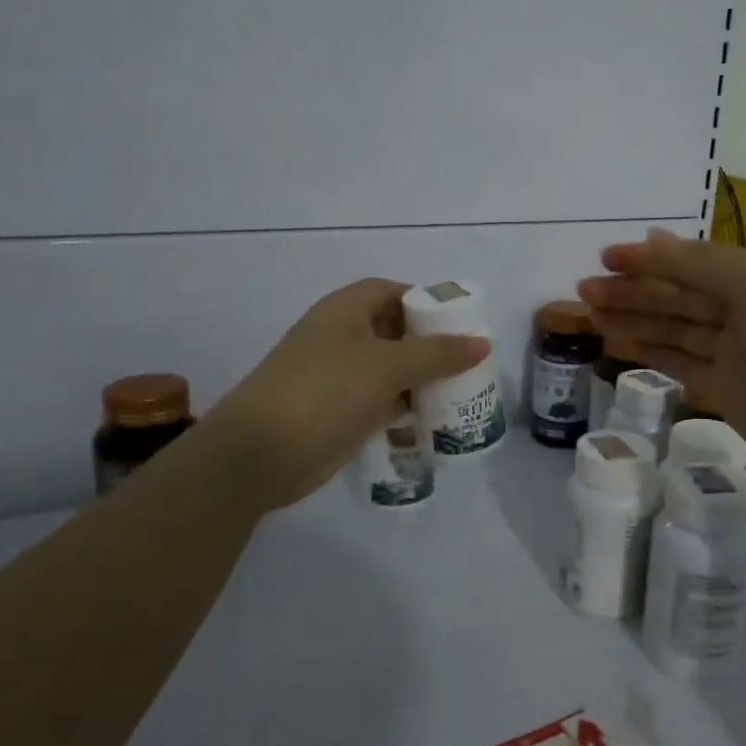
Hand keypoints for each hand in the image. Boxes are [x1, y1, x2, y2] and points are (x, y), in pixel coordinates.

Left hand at [206, 279, 489, 511]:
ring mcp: (341, 378)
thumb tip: (483, 343)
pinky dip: (410, 407)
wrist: (261, 454)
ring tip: (466, 390)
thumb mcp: (387, 366)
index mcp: (346, 311)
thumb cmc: (325, 391)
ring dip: (425, 379)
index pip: (393, 292)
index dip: (426, 301)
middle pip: (397, 332)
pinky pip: (386, 402)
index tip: (462, 321)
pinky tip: (440, 418)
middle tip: (472, 360)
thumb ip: (438, 353)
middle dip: (433, 344)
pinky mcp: (343, 413)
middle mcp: (343, 338)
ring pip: (394, 370)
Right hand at [579, 230, 745, 506]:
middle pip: (678, 295)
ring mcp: (738, 355)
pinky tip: (618, 346)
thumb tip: (655, 239)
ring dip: (634, 321)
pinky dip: (650, 354)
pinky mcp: (730, 394)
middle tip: (583, 291)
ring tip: (589, 316)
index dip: (648, 259)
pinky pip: (681, 365)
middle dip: (632, 291)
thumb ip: (704, 265)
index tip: (603, 258)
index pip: (691, 262)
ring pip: (674, 330)